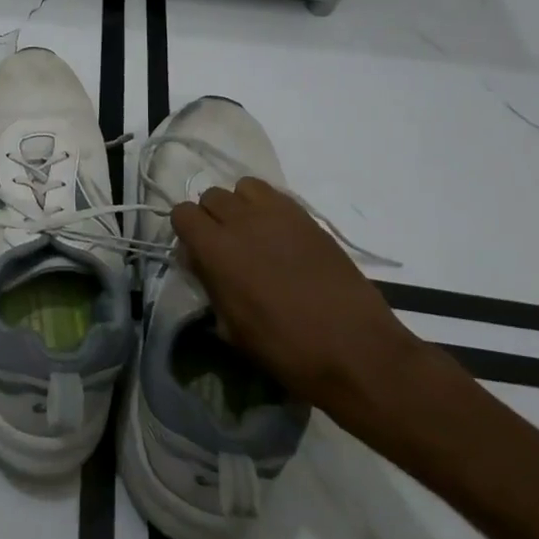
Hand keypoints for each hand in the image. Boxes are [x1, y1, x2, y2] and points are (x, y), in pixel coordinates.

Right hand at [170, 178, 421, 419]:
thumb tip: (201, 262)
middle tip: (224, 245)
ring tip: (252, 233)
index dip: (186, 231)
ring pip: (243, 187)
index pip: (182, 213)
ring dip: (240, 205)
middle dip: (211, 216)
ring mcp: (278, 215)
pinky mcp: (308, 219)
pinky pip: (276, 195)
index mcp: (216, 250)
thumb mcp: (231, 327)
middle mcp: (242, 222)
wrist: (355, 350)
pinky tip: (280, 236)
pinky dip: (269, 208)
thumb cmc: (285, 348)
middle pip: (211, 196)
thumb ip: (210, 284)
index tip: (197, 252)